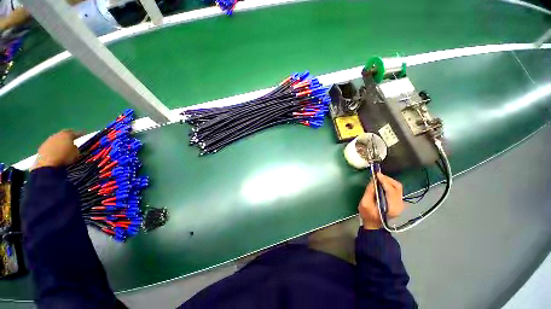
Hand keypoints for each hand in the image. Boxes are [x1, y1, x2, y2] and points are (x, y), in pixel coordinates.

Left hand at [32, 130, 82, 169]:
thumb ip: (76, 147)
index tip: (84, 134)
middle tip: (73, 138)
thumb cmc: (65, 157)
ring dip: (60, 142)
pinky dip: (54, 147)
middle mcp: (57, 134)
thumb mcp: (76, 153)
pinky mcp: (42, 147)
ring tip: (64, 146)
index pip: (76, 133)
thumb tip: (74, 146)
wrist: (47, 164)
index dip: (81, 134)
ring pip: (57, 139)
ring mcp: (48, 140)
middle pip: (64, 133)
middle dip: (69, 136)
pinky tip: (56, 152)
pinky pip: (51, 145)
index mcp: (67, 134)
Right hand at [358, 173, 404, 229]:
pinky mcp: (398, 203)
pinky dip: (389, 185)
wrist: (373, 225)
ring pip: (398, 188)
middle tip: (377, 176)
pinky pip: (396, 190)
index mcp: (392, 206)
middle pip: (397, 187)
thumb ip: (370, 191)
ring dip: (388, 181)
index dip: (384, 180)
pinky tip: (382, 184)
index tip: (377, 174)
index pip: (391, 189)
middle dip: (387, 179)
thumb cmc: (368, 215)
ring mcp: (400, 204)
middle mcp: (399, 205)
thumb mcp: (365, 203)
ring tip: (379, 179)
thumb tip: (373, 181)